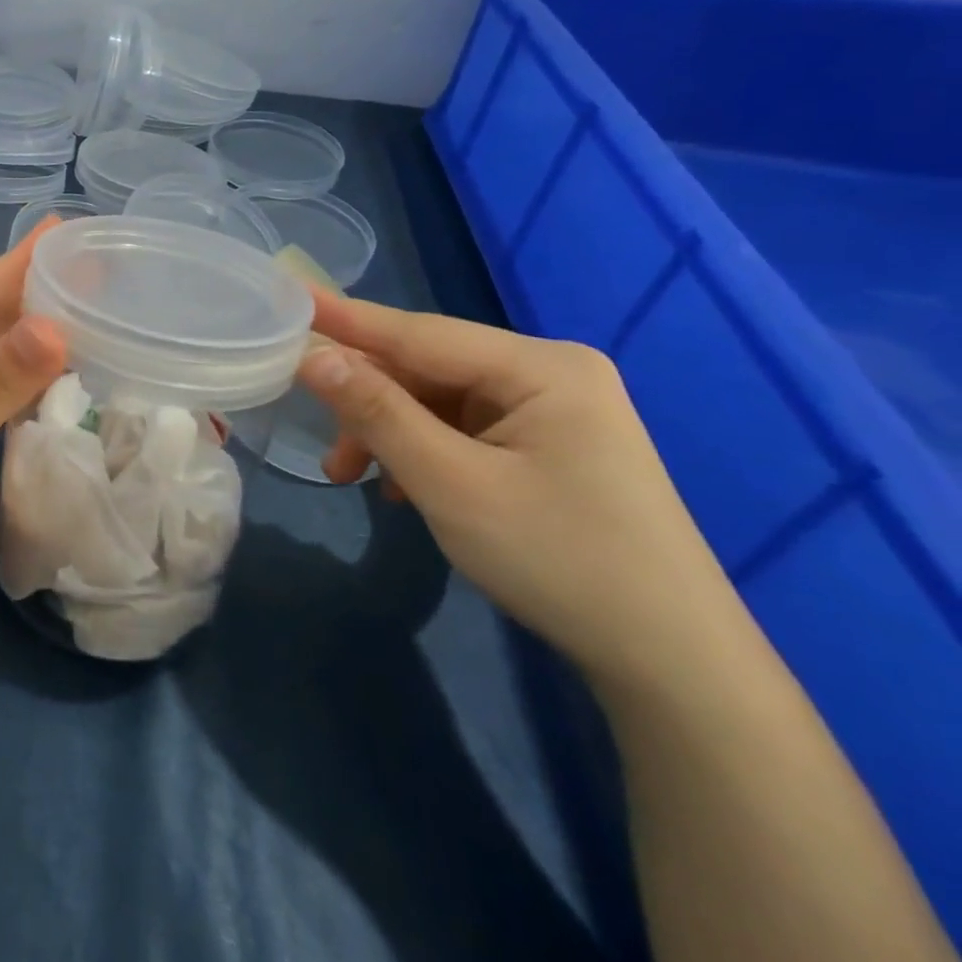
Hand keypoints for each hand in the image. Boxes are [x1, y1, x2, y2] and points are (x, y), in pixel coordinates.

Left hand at [0, 227, 67, 614]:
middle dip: (38, 296)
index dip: (19, 263)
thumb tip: (58, 326)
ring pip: (1, 357)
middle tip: (96, 267)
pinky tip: (73, 367)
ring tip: (96, 309)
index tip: (64, 229)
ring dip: (42, 337)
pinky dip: (36, 380)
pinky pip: (5, 393)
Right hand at [296, 294, 742, 690]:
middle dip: (368, 402)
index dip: (347, 319)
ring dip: (389, 433)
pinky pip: (461, 428)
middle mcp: (549, 373)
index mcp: (541, 367)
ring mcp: (552, 410)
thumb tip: (314, 356)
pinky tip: (400, 487)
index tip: (289, 297)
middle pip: (428, 368)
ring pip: (438, 401)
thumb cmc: (559, 562)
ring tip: (351, 475)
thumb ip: (378, 412)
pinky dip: (421, 450)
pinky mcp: (547, 444)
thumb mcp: (450, 484)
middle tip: (321, 438)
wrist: (672, 664)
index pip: (419, 332)